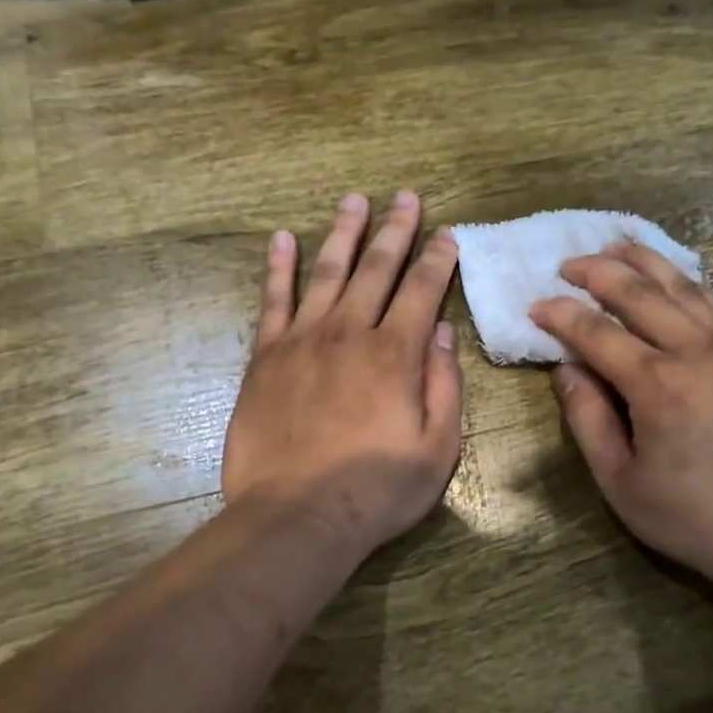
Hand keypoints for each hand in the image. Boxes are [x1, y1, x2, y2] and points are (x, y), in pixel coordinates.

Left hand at [223, 191, 462, 557]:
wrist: (296, 516)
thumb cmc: (376, 489)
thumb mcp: (437, 448)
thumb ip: (443, 385)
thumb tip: (441, 333)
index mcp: (396, 354)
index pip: (422, 291)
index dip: (437, 258)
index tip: (446, 232)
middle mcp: (350, 333)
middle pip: (376, 268)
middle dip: (395, 229)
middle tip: (405, 196)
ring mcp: (302, 340)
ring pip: (326, 272)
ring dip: (343, 234)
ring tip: (352, 200)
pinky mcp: (266, 357)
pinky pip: (272, 301)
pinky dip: (278, 268)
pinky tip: (282, 240)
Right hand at [530, 242, 712, 624]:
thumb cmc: (693, 517)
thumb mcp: (621, 481)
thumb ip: (588, 419)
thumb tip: (566, 369)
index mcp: (657, 385)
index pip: (596, 332)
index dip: (560, 315)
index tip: (535, 306)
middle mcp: (693, 352)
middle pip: (639, 293)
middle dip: (597, 272)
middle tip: (566, 265)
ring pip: (680, 285)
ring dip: (642, 260)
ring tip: (613, 245)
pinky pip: (708, 302)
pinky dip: (681, 279)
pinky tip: (668, 275)